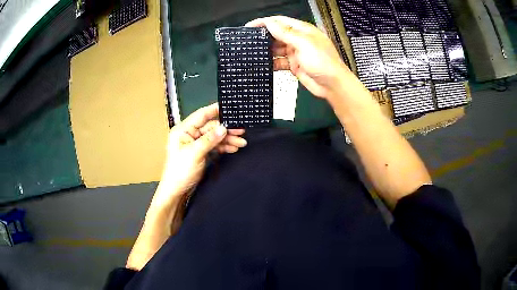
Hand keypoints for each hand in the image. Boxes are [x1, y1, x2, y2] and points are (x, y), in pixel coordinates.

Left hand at [152, 103, 246, 208]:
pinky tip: (233, 148)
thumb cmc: (180, 171)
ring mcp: (195, 143)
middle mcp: (189, 134)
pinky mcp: (201, 152)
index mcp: (183, 130)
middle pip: (211, 127)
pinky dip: (224, 147)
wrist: (177, 190)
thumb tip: (223, 128)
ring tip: (242, 143)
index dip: (216, 110)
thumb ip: (209, 139)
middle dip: (226, 130)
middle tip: (242, 131)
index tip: (230, 107)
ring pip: (215, 137)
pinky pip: (214, 146)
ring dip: (228, 139)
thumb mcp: (195, 153)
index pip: (201, 115)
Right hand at [246, 16, 355, 99]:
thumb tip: (270, 23)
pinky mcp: (294, 65)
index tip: (250, 26)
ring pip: (276, 49)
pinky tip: (264, 65)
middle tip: (249, 41)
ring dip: (267, 51)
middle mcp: (298, 40)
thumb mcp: (304, 44)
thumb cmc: (324, 62)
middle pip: (277, 34)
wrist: (332, 86)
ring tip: (253, 53)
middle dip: (264, 37)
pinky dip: (272, 63)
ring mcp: (296, 53)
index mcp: (302, 30)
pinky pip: (279, 62)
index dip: (265, 22)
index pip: (280, 22)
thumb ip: (286, 33)